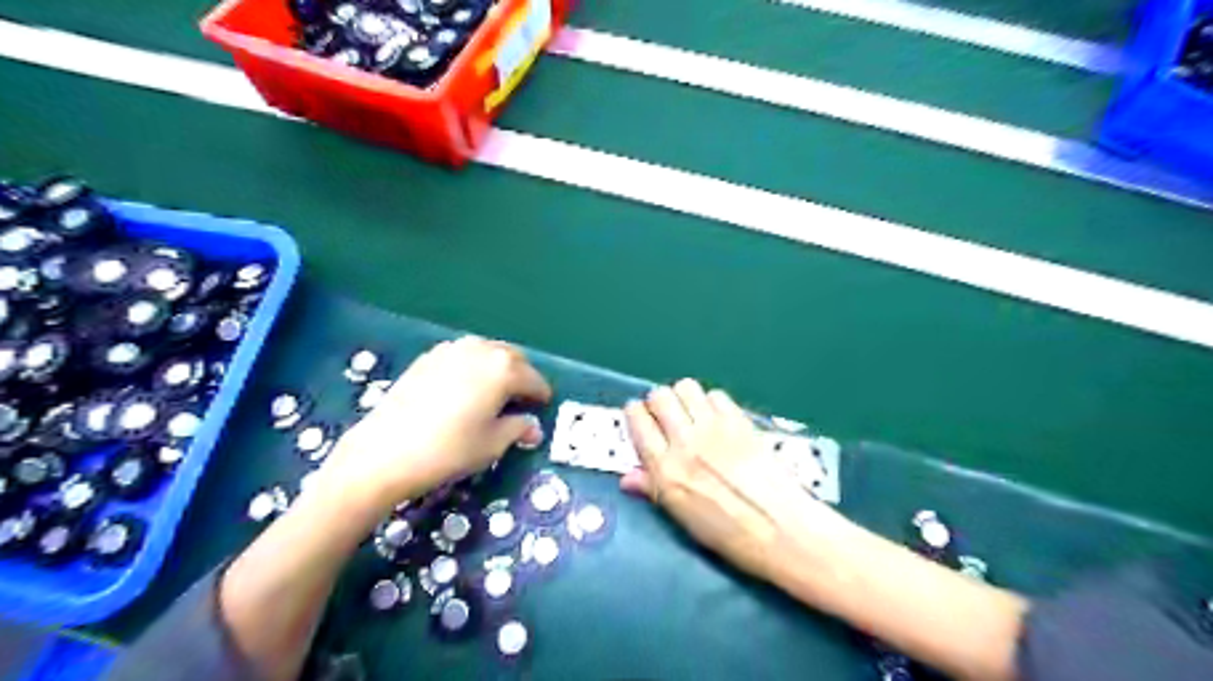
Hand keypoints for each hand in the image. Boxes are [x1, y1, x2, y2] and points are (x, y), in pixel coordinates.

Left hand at [313, 339, 554, 518]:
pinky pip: (463, 356)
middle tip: (521, 400)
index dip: (541, 395)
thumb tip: (533, 427)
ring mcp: (451, 350)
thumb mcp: (492, 444)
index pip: (534, 379)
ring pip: (487, 352)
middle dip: (521, 376)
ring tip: (495, 392)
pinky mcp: (428, 357)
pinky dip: (473, 367)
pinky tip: (465, 388)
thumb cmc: (449, 450)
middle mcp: (481, 350)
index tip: (543, 407)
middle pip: (512, 358)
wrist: (385, 452)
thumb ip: (518, 429)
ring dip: (497, 368)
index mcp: (503, 369)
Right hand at [624, 379, 849, 578]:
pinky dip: (711, 403)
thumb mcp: (681, 517)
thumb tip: (627, 477)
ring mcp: (714, 427)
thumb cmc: (727, 533)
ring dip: (683, 397)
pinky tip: (717, 420)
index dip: (635, 414)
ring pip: (685, 387)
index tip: (640, 418)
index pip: (637, 421)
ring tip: (691, 413)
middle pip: (659, 396)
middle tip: (666, 416)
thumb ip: (652, 489)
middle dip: (658, 402)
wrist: (780, 528)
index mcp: (665, 469)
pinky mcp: (739, 421)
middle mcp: (685, 441)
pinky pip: (716, 395)